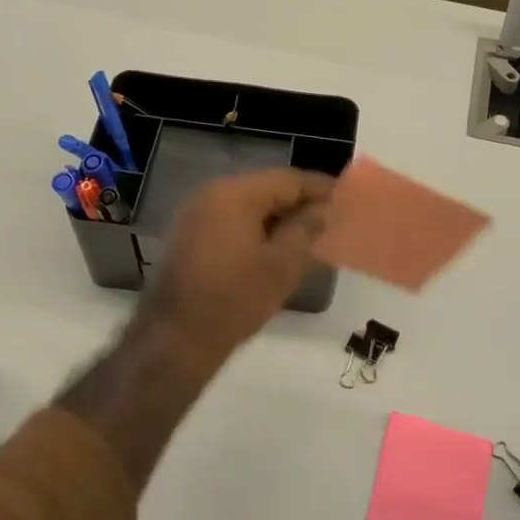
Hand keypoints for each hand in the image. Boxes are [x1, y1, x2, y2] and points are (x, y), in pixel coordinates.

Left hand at [137, 169, 333, 375]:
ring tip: (307, 234)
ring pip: (247, 205)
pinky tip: (274, 247)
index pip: (288, 179)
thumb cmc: (234, 300)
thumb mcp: (281, 266)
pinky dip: (254, 228)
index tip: (345, 197)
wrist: (174, 340)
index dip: (319, 188)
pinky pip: (229, 220)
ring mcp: (194, 213)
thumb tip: (323, 210)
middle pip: (266, 188)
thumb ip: (306, 230)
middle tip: (330, 218)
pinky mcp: (187, 235)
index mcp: (235, 194)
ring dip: (277, 216)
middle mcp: (211, 193)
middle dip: (298, 202)